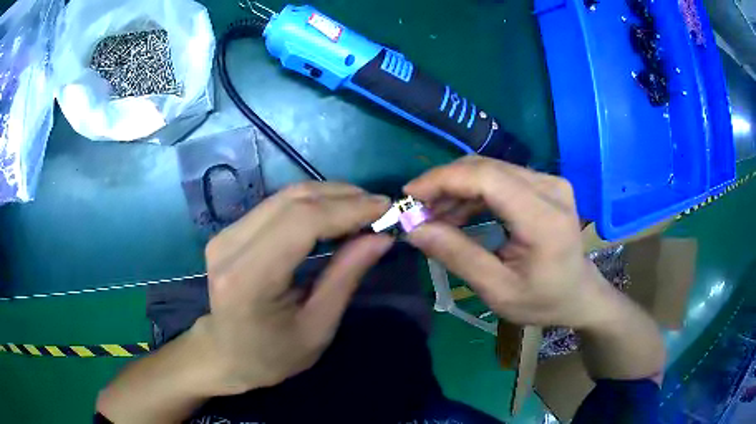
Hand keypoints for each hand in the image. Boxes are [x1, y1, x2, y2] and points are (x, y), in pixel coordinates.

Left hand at [196, 182, 392, 394]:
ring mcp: (225, 234)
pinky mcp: (228, 231)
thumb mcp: (318, 327)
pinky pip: (275, 206)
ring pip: (284, 197)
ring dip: (328, 196)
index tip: (385, 208)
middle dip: (342, 197)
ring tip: (362, 208)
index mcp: (249, 278)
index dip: (347, 209)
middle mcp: (230, 246)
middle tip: (379, 207)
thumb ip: (346, 277)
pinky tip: (333, 214)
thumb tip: (381, 237)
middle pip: (292, 201)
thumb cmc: (273, 355)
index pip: (301, 222)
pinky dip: (310, 204)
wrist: (226, 355)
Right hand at [405, 156, 606, 328]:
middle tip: (417, 212)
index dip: (443, 180)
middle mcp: (550, 187)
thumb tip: (414, 229)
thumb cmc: (543, 300)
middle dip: (444, 185)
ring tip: (433, 216)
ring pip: (490, 169)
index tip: (409, 195)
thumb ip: (458, 256)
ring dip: (456, 189)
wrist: (579, 293)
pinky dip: (473, 192)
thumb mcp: (498, 290)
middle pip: (486, 168)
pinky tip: (458, 213)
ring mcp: (549, 181)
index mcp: (544, 217)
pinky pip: (500, 177)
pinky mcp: (544, 184)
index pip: (487, 178)